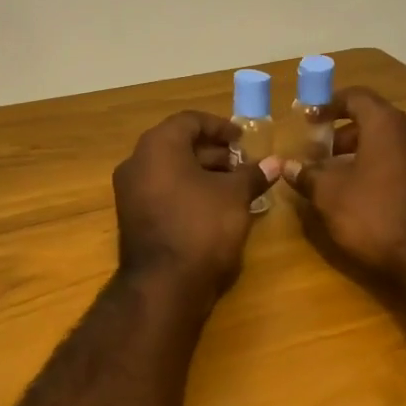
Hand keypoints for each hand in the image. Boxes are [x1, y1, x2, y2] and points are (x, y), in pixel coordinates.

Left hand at [113, 111, 280, 293]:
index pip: (190, 121)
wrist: (164, 285)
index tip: (244, 139)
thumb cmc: (201, 227)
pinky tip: (215, 206)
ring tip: (235, 186)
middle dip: (213, 152)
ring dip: (202, 172)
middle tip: (243, 164)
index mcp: (158, 146)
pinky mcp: (133, 217)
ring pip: (170, 170)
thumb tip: (275, 163)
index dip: (220, 126)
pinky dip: (187, 191)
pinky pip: (162, 191)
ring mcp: (130, 191)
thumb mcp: (235, 196)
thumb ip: (253, 174)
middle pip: (178, 144)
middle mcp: (137, 162)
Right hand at [283, 87, 405, 294]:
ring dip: (363, 156)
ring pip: (391, 146)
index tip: (308, 119)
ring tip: (338, 180)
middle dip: (343, 136)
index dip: (329, 105)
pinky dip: (383, 172)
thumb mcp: (330, 196)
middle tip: (319, 155)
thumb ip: (307, 175)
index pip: (356, 97)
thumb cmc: (376, 216)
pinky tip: (367, 199)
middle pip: (375, 122)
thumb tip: (288, 165)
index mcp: (388, 125)